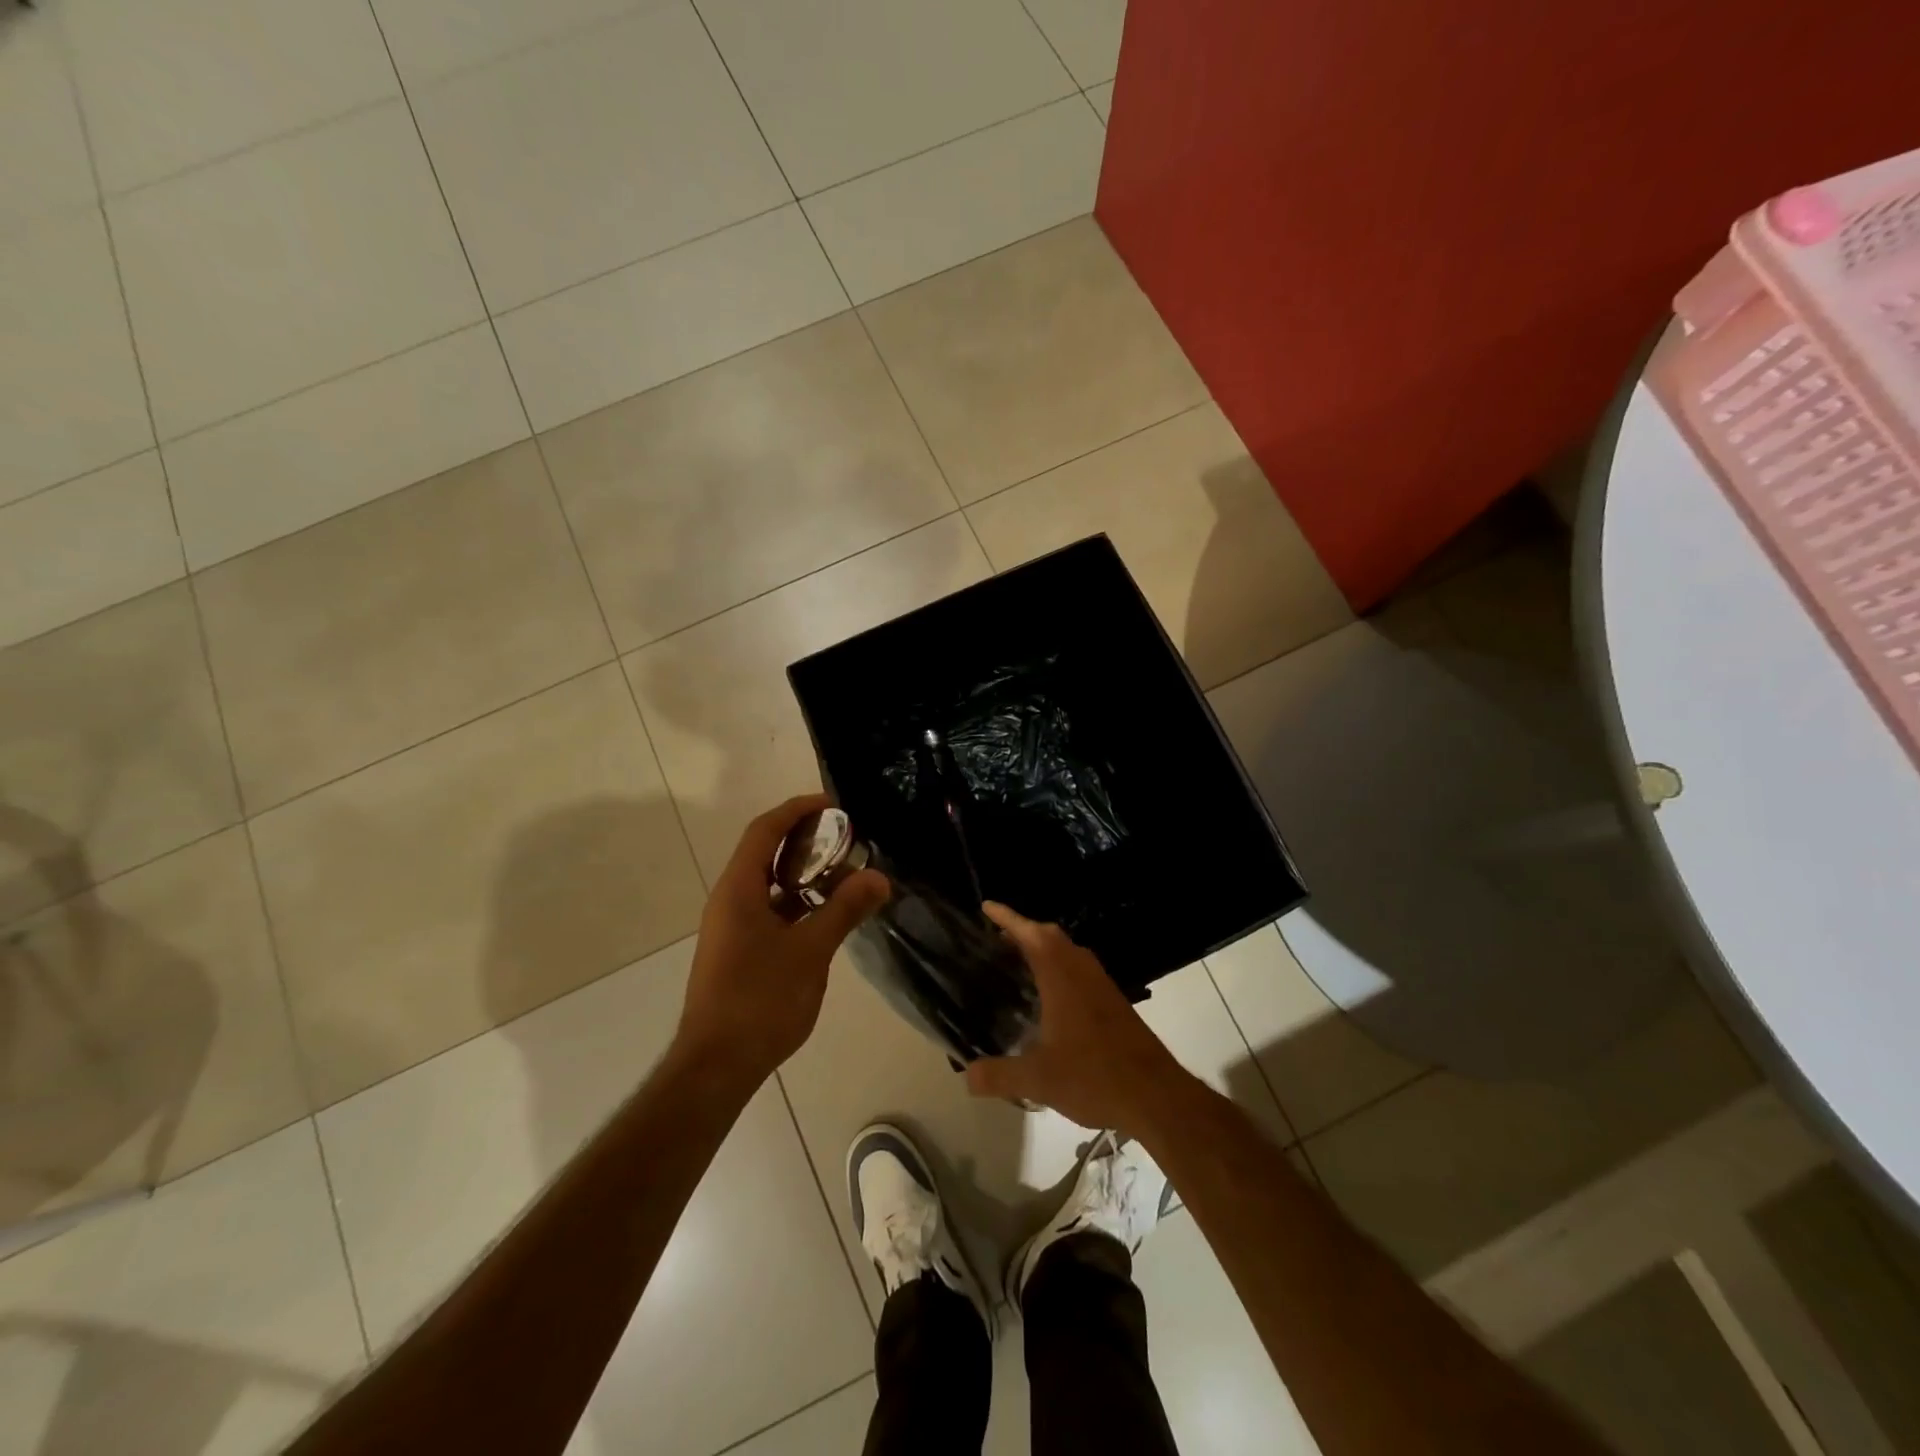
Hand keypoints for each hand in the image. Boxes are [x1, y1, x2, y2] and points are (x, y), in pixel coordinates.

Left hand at [675, 795, 888, 1090]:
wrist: (717, 1066)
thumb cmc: (760, 1000)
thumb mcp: (810, 951)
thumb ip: (844, 909)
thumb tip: (878, 877)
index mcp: (738, 889)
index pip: (765, 830)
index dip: (798, 810)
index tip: (834, 805)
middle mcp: (729, 900)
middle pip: (766, 853)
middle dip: (806, 841)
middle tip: (847, 841)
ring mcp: (731, 927)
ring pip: (769, 884)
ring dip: (804, 875)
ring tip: (845, 876)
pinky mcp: (738, 950)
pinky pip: (770, 910)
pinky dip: (798, 903)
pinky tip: (826, 916)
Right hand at [964, 902, 1184, 1134]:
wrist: (1156, 1096)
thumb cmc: (1094, 1076)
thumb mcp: (1038, 1080)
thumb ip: (999, 1075)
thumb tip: (966, 1076)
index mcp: (1061, 976)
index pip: (1030, 934)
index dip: (1008, 918)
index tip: (987, 906)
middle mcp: (1082, 971)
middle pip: (1051, 936)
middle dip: (1024, 931)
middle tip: (997, 938)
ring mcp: (1102, 986)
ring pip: (1069, 952)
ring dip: (1044, 949)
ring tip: (1018, 962)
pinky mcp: (1114, 1003)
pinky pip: (1080, 970)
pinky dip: (1059, 969)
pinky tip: (1050, 998)